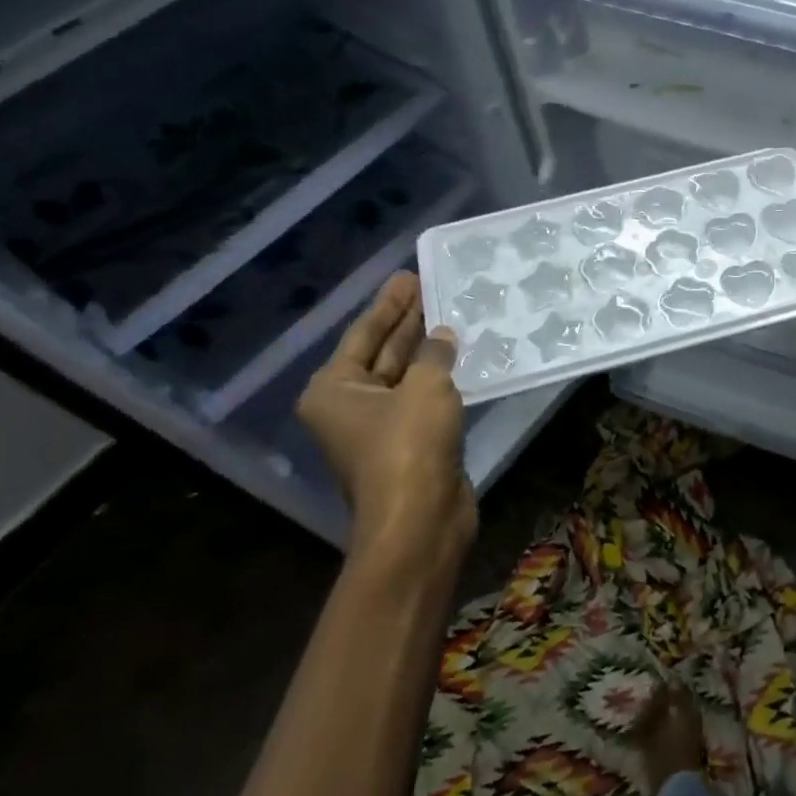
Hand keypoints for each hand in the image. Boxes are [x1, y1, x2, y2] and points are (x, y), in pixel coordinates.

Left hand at [296, 272, 474, 566]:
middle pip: (381, 353)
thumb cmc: (410, 445)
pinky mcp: (409, 446)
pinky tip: (460, 360)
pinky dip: (439, 380)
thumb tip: (442, 335)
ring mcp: (379, 429)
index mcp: (334, 389)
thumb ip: (434, 354)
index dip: (390, 304)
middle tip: (431, 288)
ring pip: (404, 378)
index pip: (363, 333)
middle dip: (407, 323)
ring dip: (426, 352)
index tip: (409, 276)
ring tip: (451, 317)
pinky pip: (422, 400)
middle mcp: (349, 406)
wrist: (420, 518)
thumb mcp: (425, 387)